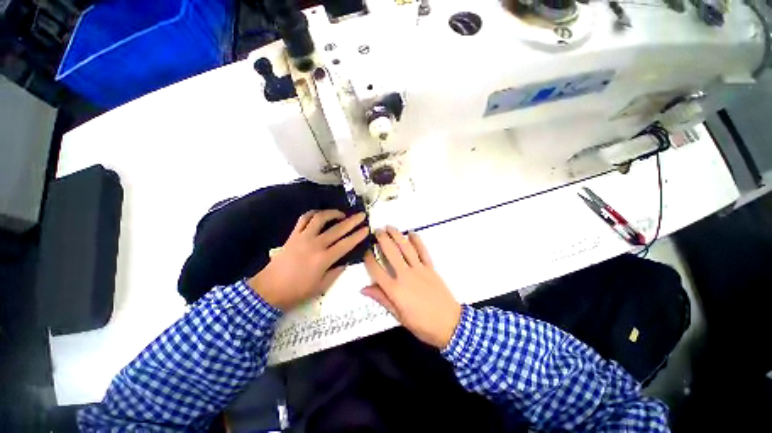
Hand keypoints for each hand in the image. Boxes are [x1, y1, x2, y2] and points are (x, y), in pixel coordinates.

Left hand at [248, 210, 368, 310]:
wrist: (272, 286)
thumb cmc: (297, 291)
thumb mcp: (320, 287)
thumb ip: (334, 273)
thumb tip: (344, 263)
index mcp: (324, 259)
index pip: (345, 244)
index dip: (357, 235)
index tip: (366, 229)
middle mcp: (315, 244)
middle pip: (337, 229)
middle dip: (351, 221)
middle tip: (360, 215)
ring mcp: (303, 237)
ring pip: (320, 218)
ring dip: (332, 213)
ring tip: (341, 214)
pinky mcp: (293, 235)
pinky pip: (304, 219)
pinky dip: (313, 214)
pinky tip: (319, 215)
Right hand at [362, 227, 461, 348]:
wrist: (449, 324)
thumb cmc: (422, 325)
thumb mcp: (399, 316)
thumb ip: (382, 299)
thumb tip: (364, 289)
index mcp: (394, 290)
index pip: (376, 270)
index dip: (368, 259)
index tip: (364, 251)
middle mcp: (405, 276)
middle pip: (390, 253)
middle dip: (381, 240)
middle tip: (375, 232)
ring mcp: (420, 270)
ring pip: (405, 248)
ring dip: (397, 236)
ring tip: (389, 227)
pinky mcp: (432, 269)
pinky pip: (423, 252)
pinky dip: (417, 241)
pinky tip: (412, 233)